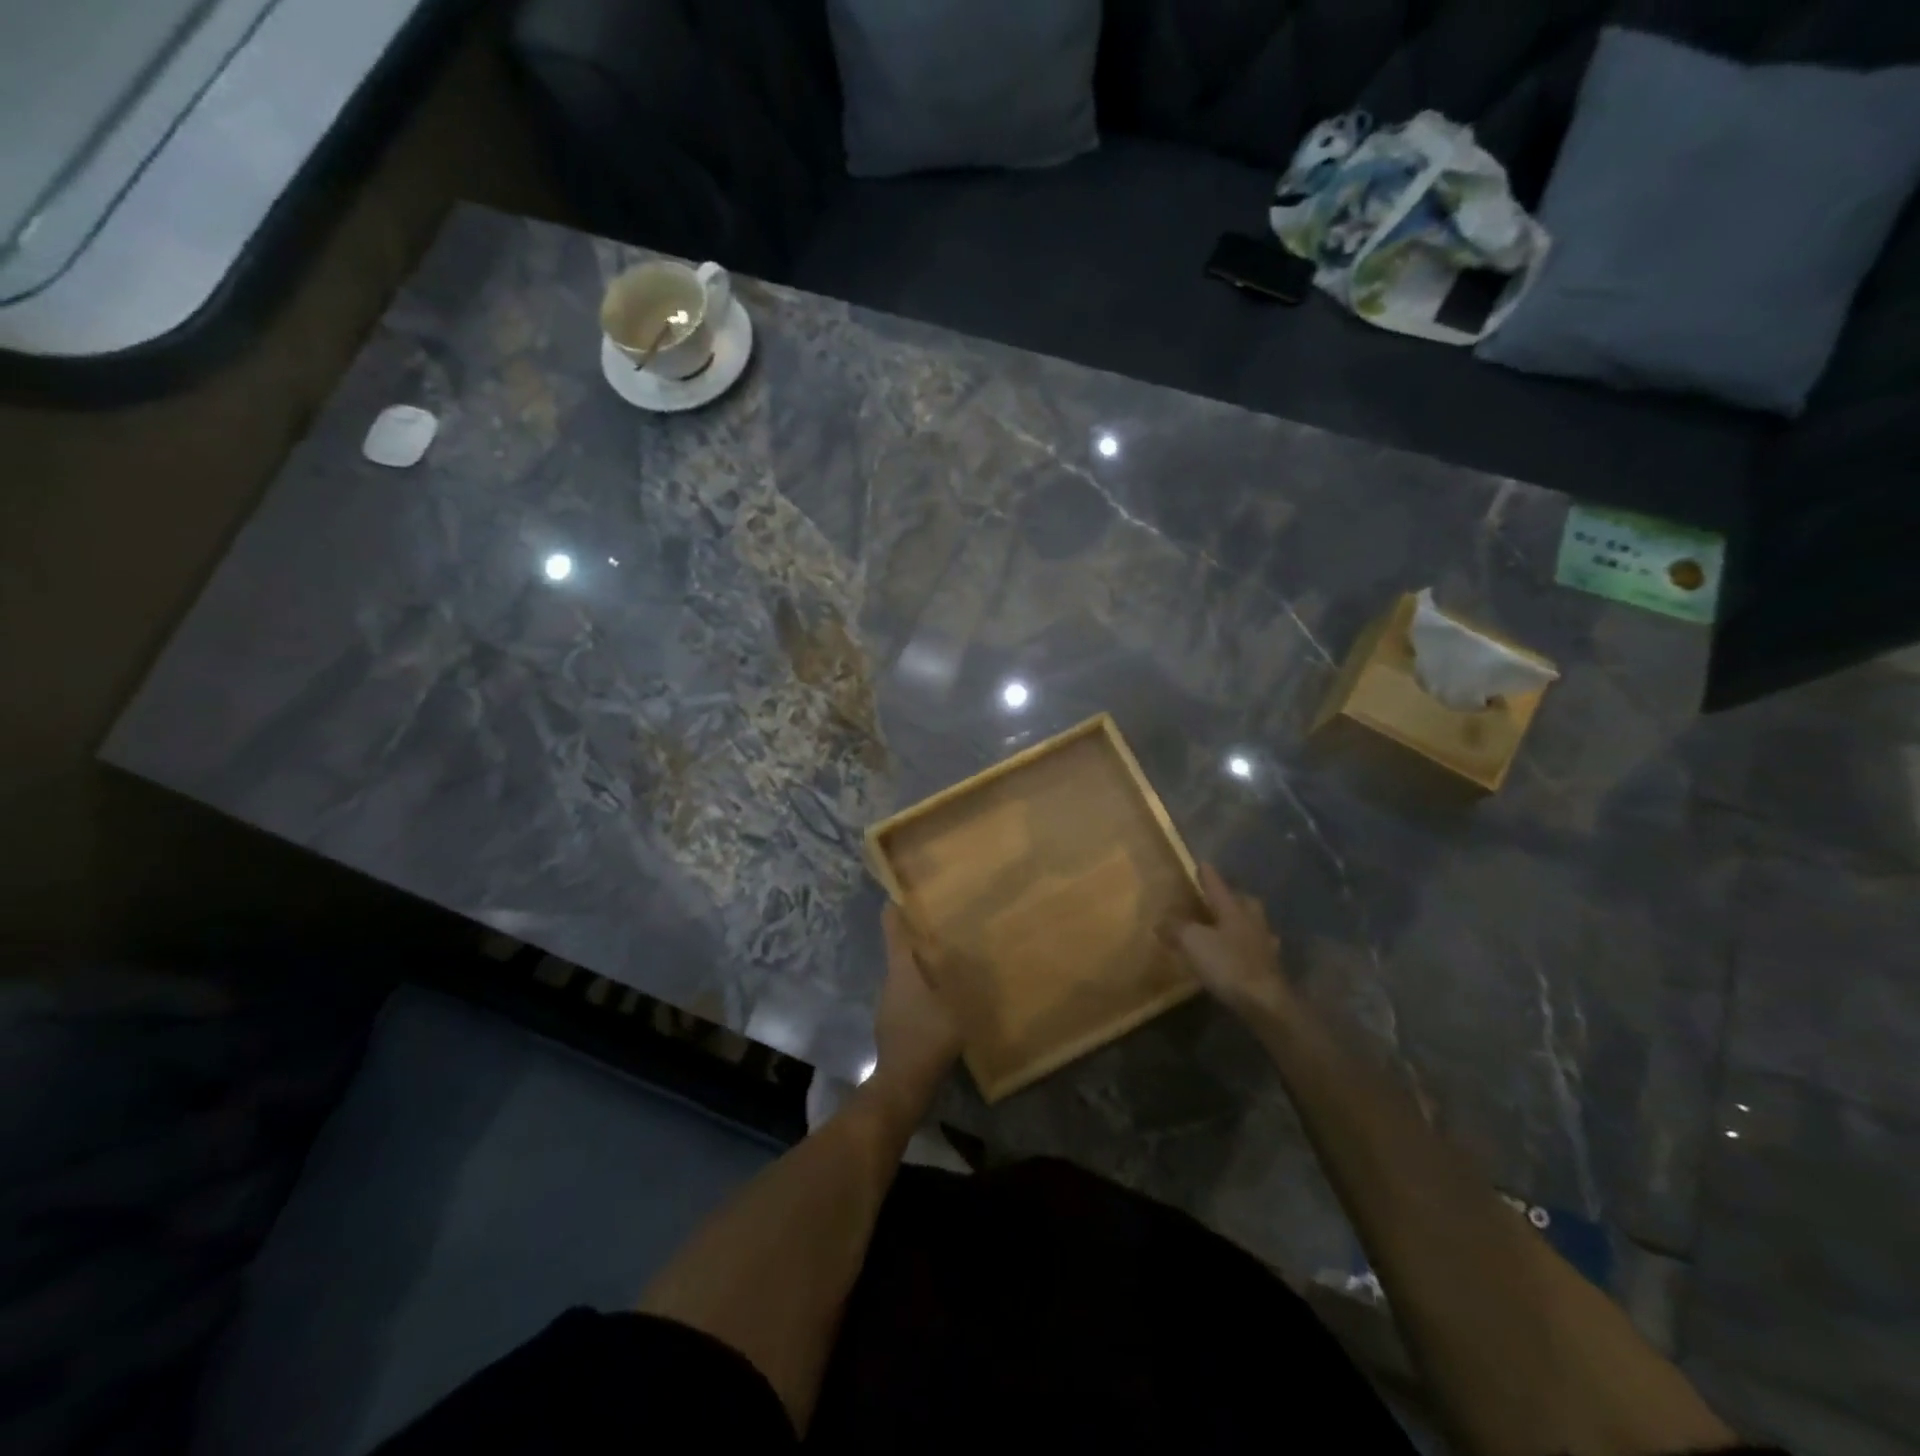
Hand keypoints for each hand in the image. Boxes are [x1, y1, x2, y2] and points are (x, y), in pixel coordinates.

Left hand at [872, 904, 961, 1093]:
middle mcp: (889, 982)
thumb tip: (967, 954)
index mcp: (902, 970)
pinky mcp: (891, 1026)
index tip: (896, 896)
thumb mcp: (954, 1004)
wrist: (903, 1084)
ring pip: (903, 978)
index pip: (893, 932)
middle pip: (899, 954)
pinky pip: (906, 999)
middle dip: (914, 942)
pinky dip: (919, 993)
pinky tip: (937, 1002)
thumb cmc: (930, 1037)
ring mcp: (887, 1005)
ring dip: (918, 969)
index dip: (894, 913)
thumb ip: (960, 978)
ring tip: (942, 965)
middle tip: (937, 931)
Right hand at [1169, 865, 1294, 1021]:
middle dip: (1233, 897)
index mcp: (1233, 910)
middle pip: (1244, 902)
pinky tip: (1242, 955)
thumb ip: (1175, 928)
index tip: (1202, 863)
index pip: (1217, 886)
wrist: (1265, 1003)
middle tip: (1220, 897)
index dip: (1208, 875)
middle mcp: (1252, 922)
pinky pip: (1258, 950)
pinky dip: (1249, 948)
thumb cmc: (1228, 965)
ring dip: (1243, 921)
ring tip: (1229, 925)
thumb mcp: (1192, 942)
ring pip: (1254, 924)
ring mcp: (1265, 946)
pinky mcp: (1271, 969)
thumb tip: (1160, 921)